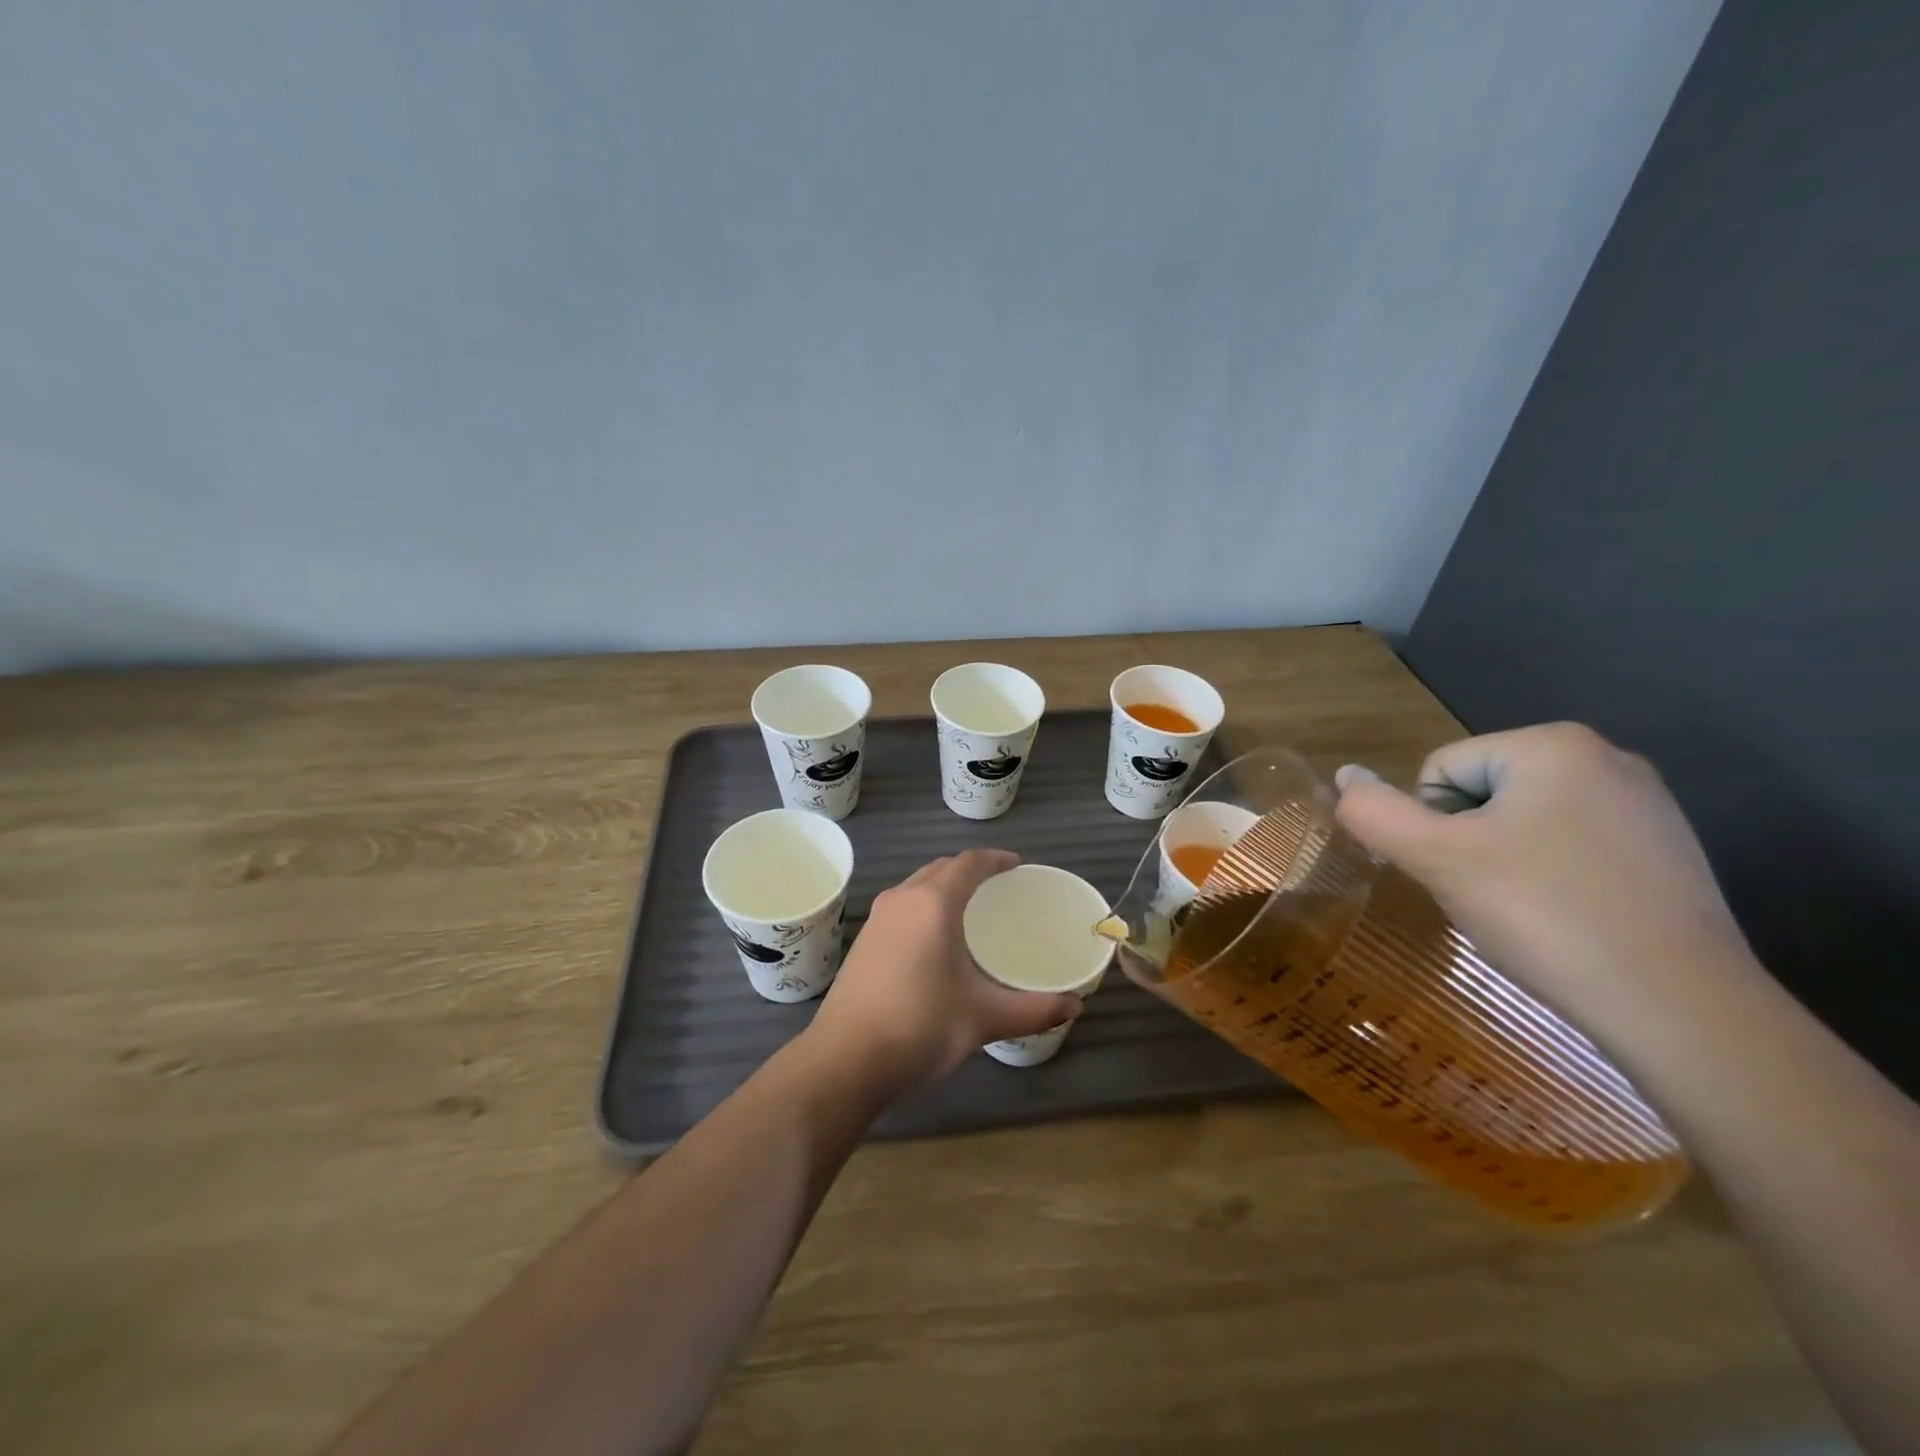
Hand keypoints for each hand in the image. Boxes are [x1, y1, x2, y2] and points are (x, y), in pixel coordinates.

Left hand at [805, 850, 1084, 1089]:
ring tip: (969, 908)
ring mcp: (878, 919)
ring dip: (943, 887)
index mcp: (933, 904)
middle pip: (941, 868)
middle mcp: (903, 899)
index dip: (995, 859)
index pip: (968, 863)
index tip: (1016, 865)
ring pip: (917, 886)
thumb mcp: (983, 1018)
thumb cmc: (920, 1027)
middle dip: (970, 870)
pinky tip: (934, 938)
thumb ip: (1033, 1010)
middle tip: (998, 886)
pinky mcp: (863, 940)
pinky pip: (902, 906)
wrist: (845, 1059)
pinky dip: (924, 905)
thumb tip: (1075, 1005)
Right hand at [1332, 723, 1761, 1045]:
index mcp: (1552, 745)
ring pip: (1523, 823)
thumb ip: (1375, 812)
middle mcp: (1607, 757)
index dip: (1431, 826)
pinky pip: (1571, 847)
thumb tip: (1345, 773)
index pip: (1440, 771)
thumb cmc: (1545, 914)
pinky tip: (1568, 920)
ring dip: (1503, 861)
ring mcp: (1646, 805)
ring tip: (1528, 912)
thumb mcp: (1437, 859)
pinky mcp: (1667, 851)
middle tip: (1489, 895)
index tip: (1461, 874)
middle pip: (1481, 793)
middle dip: (1468, 842)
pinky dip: (1550, 877)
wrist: (1680, 1008)